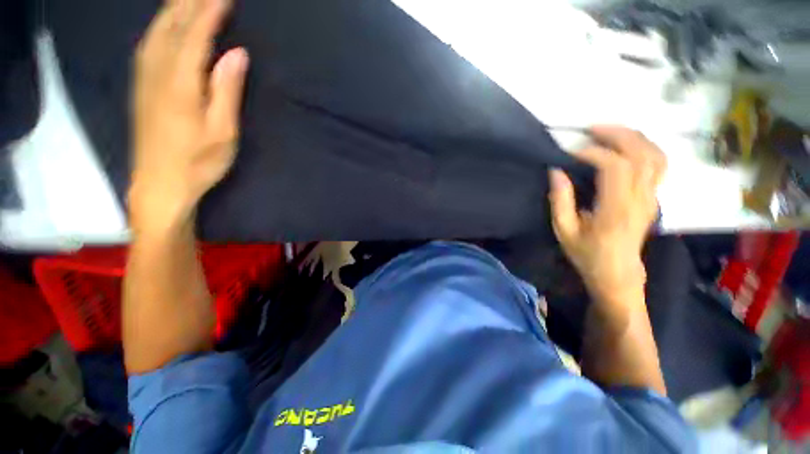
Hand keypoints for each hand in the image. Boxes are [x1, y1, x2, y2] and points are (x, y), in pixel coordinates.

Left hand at [129, 0, 247, 230]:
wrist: (158, 183)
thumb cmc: (197, 161)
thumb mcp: (222, 131)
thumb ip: (227, 90)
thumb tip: (236, 54)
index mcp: (180, 82)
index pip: (196, 33)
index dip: (211, 10)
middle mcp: (157, 70)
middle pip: (173, 23)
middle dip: (191, 1)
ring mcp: (144, 75)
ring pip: (158, 28)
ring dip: (175, 8)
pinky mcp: (140, 84)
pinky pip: (150, 41)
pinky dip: (162, 24)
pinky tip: (168, 20)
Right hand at [549, 126, 665, 305]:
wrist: (617, 272)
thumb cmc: (587, 253)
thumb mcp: (564, 231)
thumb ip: (560, 200)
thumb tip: (556, 171)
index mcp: (616, 210)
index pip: (615, 168)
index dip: (593, 153)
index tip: (570, 154)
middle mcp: (640, 199)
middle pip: (640, 154)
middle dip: (616, 135)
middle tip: (591, 129)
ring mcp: (652, 196)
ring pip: (654, 155)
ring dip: (633, 137)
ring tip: (609, 132)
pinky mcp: (653, 196)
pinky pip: (658, 163)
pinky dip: (644, 147)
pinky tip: (626, 145)